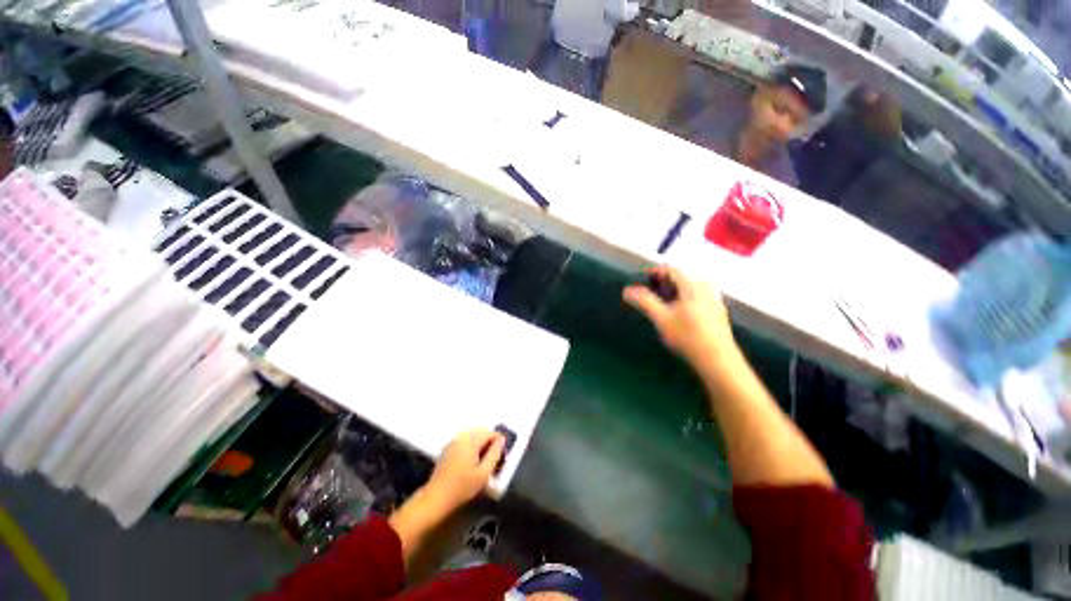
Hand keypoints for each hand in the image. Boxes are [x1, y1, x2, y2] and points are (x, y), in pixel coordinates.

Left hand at [424, 429, 504, 512]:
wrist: (436, 498)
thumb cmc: (462, 487)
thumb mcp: (484, 473)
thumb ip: (495, 454)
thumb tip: (501, 440)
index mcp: (471, 440)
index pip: (490, 432)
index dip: (498, 442)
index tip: (501, 456)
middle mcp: (461, 436)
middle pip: (481, 432)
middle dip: (489, 442)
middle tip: (493, 459)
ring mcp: (453, 441)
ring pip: (473, 435)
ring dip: (481, 444)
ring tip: (483, 461)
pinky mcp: (448, 448)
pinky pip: (464, 440)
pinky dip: (471, 446)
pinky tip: (471, 462)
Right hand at [623, 266, 735, 366]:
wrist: (718, 360)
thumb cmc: (687, 336)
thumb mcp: (661, 318)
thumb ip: (644, 301)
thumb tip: (627, 290)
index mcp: (693, 285)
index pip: (671, 270)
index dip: (655, 271)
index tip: (641, 278)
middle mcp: (706, 288)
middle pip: (681, 277)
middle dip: (663, 281)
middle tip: (649, 290)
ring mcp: (714, 300)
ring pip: (689, 288)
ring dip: (673, 291)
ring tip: (660, 301)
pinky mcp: (717, 312)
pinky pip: (697, 297)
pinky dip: (683, 298)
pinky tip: (677, 312)